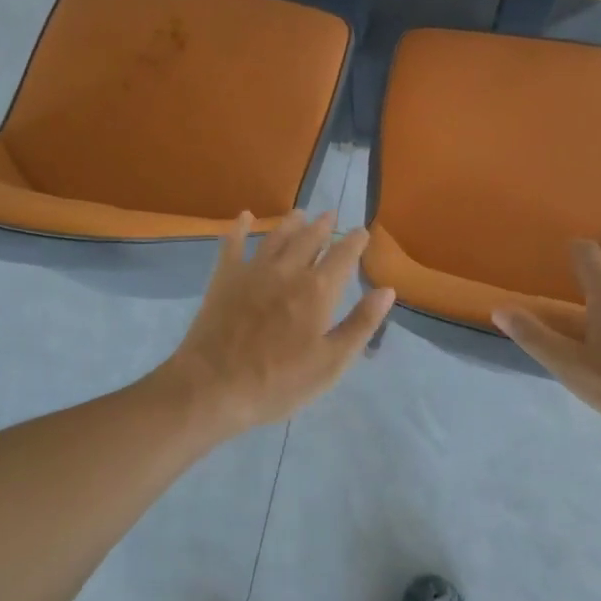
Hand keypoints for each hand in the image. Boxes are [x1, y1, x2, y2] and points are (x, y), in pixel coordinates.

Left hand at [160, 211, 393, 435]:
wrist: (213, 386)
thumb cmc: (278, 381)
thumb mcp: (331, 363)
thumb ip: (361, 324)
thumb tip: (387, 289)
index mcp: (318, 290)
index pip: (343, 256)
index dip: (355, 241)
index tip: (362, 232)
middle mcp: (289, 270)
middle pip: (310, 238)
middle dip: (323, 225)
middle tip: (331, 215)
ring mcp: (254, 270)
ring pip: (277, 236)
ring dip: (291, 222)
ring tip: (300, 213)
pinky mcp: (225, 277)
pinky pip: (233, 243)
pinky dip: (239, 227)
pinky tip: (244, 216)